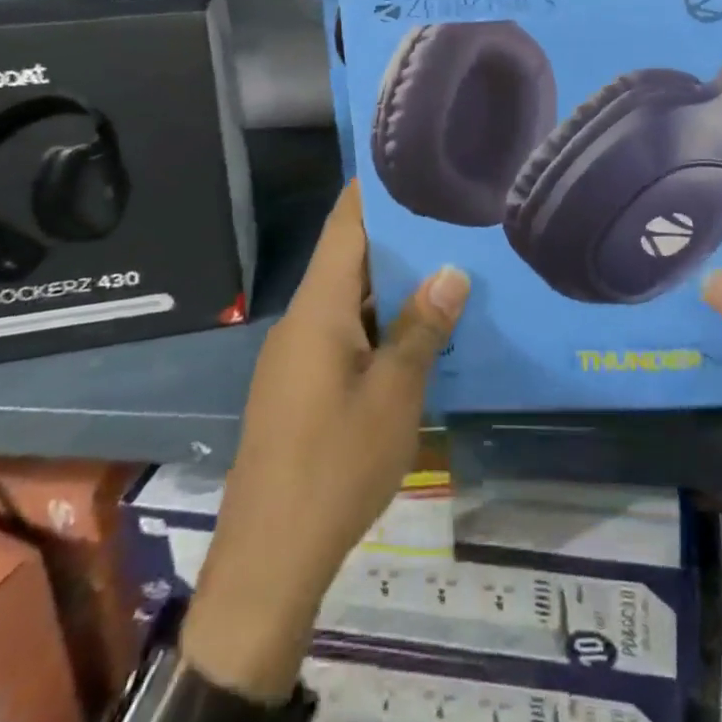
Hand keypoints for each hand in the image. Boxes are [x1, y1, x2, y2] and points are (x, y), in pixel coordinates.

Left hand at [180, 182, 468, 700]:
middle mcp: (303, 321)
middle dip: (396, 235)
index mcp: (319, 309)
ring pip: (350, 298)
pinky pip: (345, 332)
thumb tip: (452, 269)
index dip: (371, 190)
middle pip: (349, 259)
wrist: (269, 560)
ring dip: (392, 282)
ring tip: (446, 259)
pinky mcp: (301, 387)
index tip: (406, 160)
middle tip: (449, 212)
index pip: (344, 227)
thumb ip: (421, 327)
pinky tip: (419, 327)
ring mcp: (298, 356)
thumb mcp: (394, 394)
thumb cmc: (335, 465)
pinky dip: (380, 319)